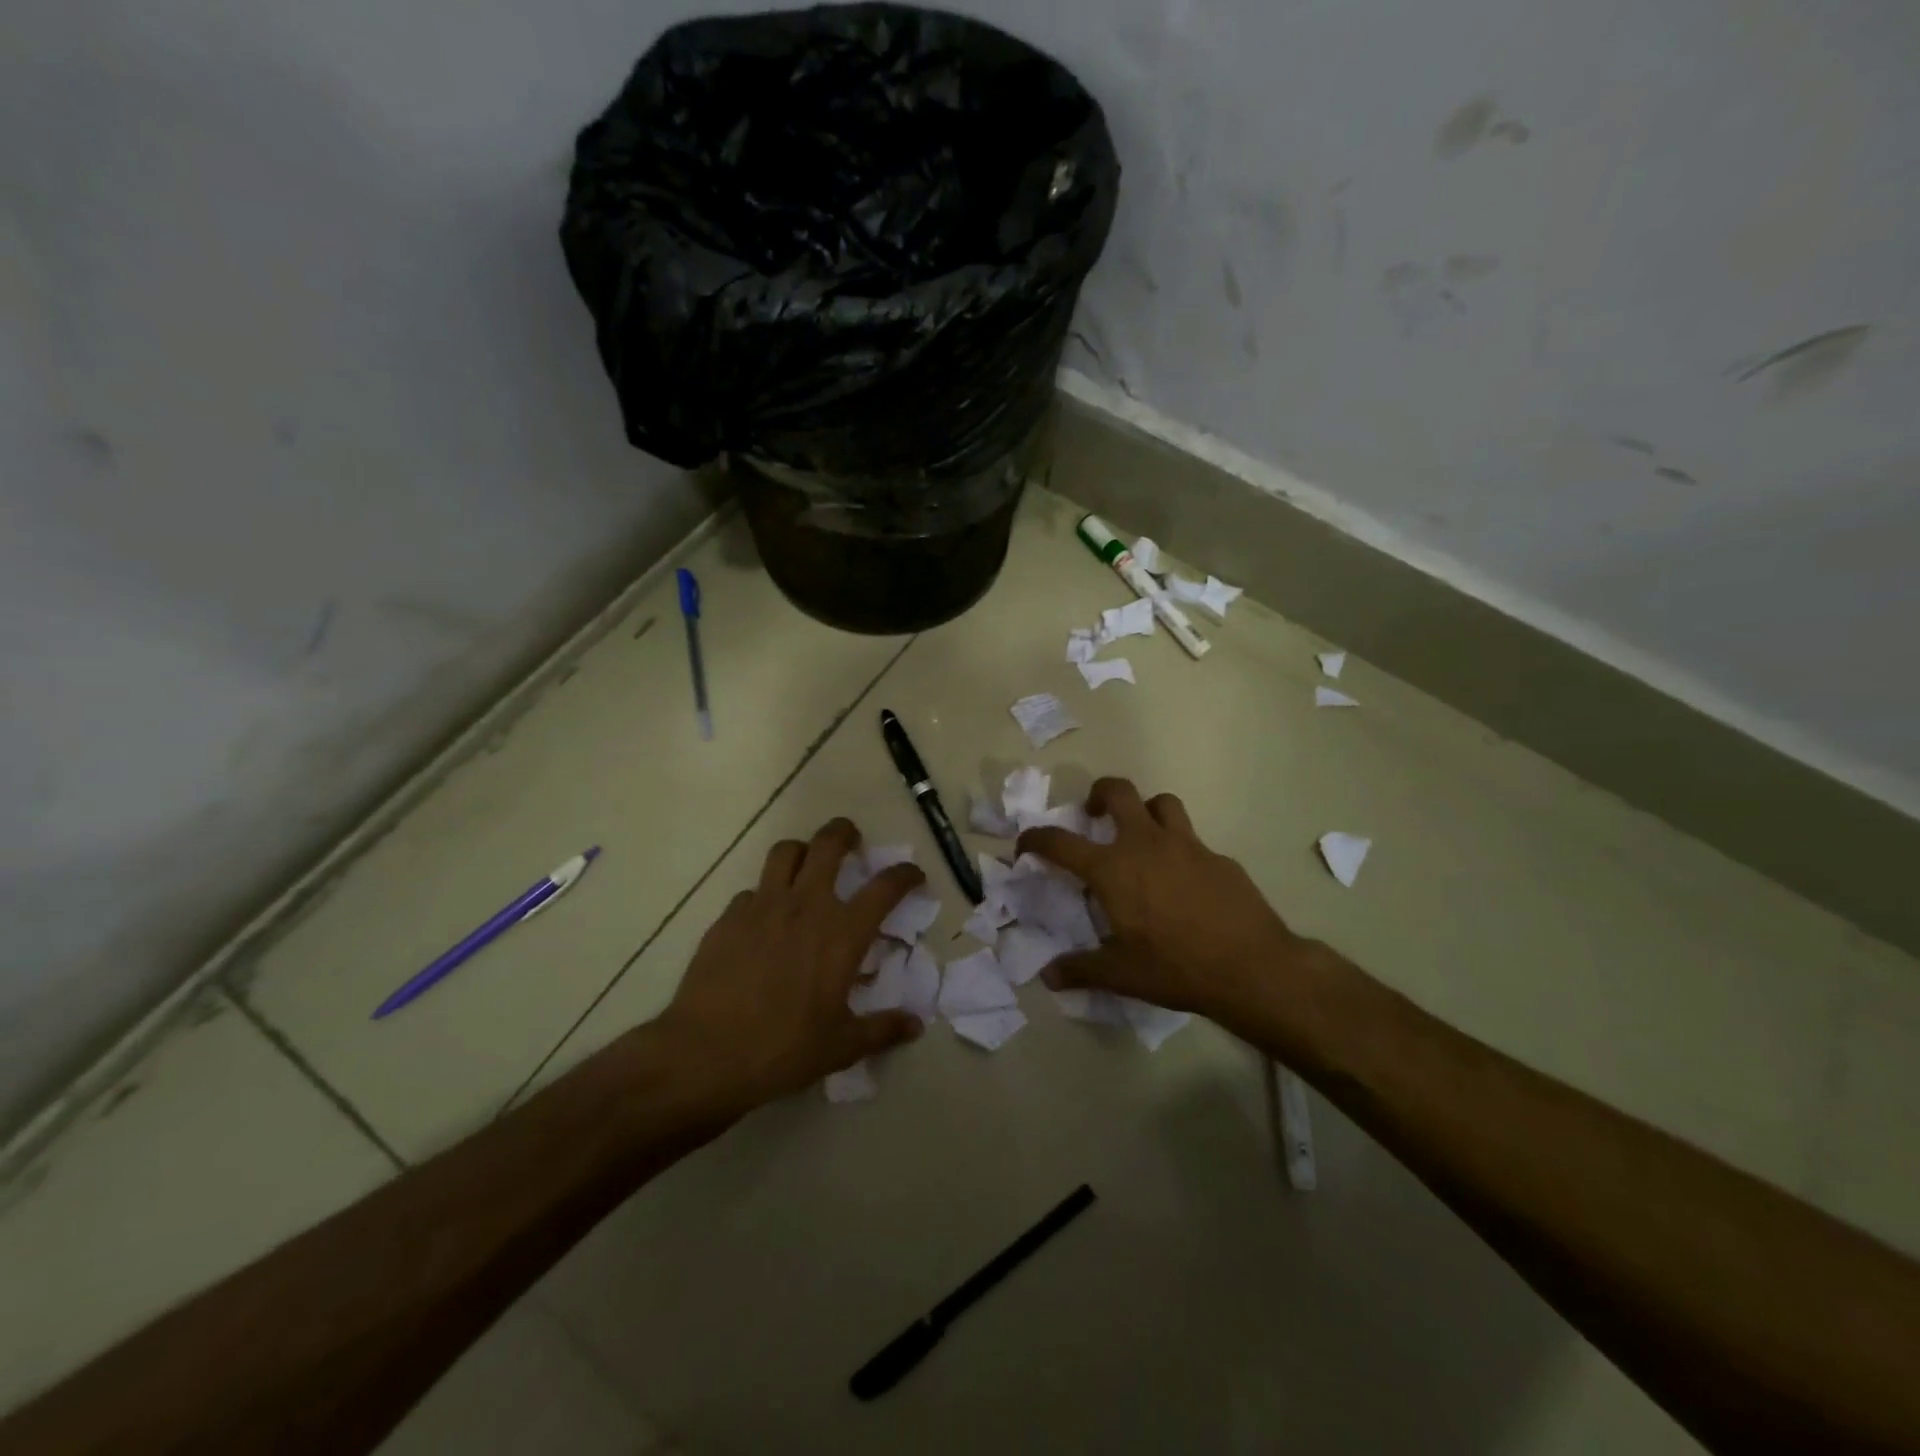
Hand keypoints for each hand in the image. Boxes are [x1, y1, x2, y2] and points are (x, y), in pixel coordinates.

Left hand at [654, 817, 924, 1113]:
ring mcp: (762, 907)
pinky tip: (764, 918)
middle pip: (828, 844)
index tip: (913, 874)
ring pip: (785, 852)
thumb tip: (916, 1025)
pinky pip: (752, 891)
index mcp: (842, 933)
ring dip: (802, 851)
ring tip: (807, 864)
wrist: (706, 1054)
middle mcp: (805, 906)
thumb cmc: (783, 1049)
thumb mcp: (842, 1046)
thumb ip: (882, 1029)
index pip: (884, 887)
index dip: (905, 874)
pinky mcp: (728, 918)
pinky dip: (764, 895)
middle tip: (852, 839)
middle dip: (844, 832)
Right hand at [1016, 778, 1301, 1026]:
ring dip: (1145, 811)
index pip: (1060, 842)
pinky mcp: (1219, 857)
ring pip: (1161, 803)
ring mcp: (1187, 845)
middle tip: (1093, 815)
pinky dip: (1179, 849)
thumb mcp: (1121, 974)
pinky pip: (1192, 840)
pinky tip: (1184, 881)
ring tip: (1141, 836)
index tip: (1027, 844)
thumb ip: (1081, 969)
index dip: (1036, 838)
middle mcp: (1145, 844)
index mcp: (1113, 868)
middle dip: (1098, 794)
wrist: (1252, 967)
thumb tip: (1048, 976)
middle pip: (1118, 792)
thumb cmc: (1176, 967)